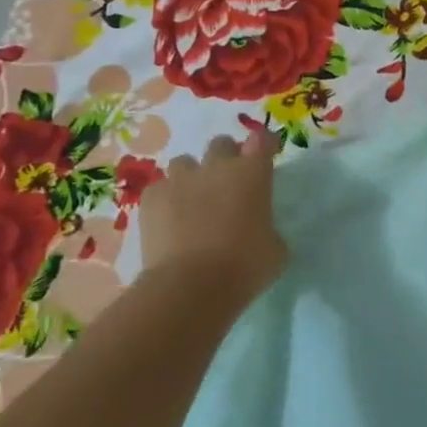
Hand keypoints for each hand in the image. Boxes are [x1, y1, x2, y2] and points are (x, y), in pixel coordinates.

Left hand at [139, 130, 286, 299]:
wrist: (191, 285)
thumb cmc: (245, 266)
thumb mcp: (275, 250)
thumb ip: (269, 229)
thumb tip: (261, 231)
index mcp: (253, 174)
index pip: (262, 140)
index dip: (265, 145)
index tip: (267, 153)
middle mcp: (216, 167)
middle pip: (221, 144)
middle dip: (226, 158)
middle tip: (229, 183)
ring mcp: (180, 180)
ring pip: (185, 163)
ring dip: (193, 176)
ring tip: (194, 201)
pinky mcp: (151, 198)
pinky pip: (160, 188)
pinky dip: (166, 199)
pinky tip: (170, 221)